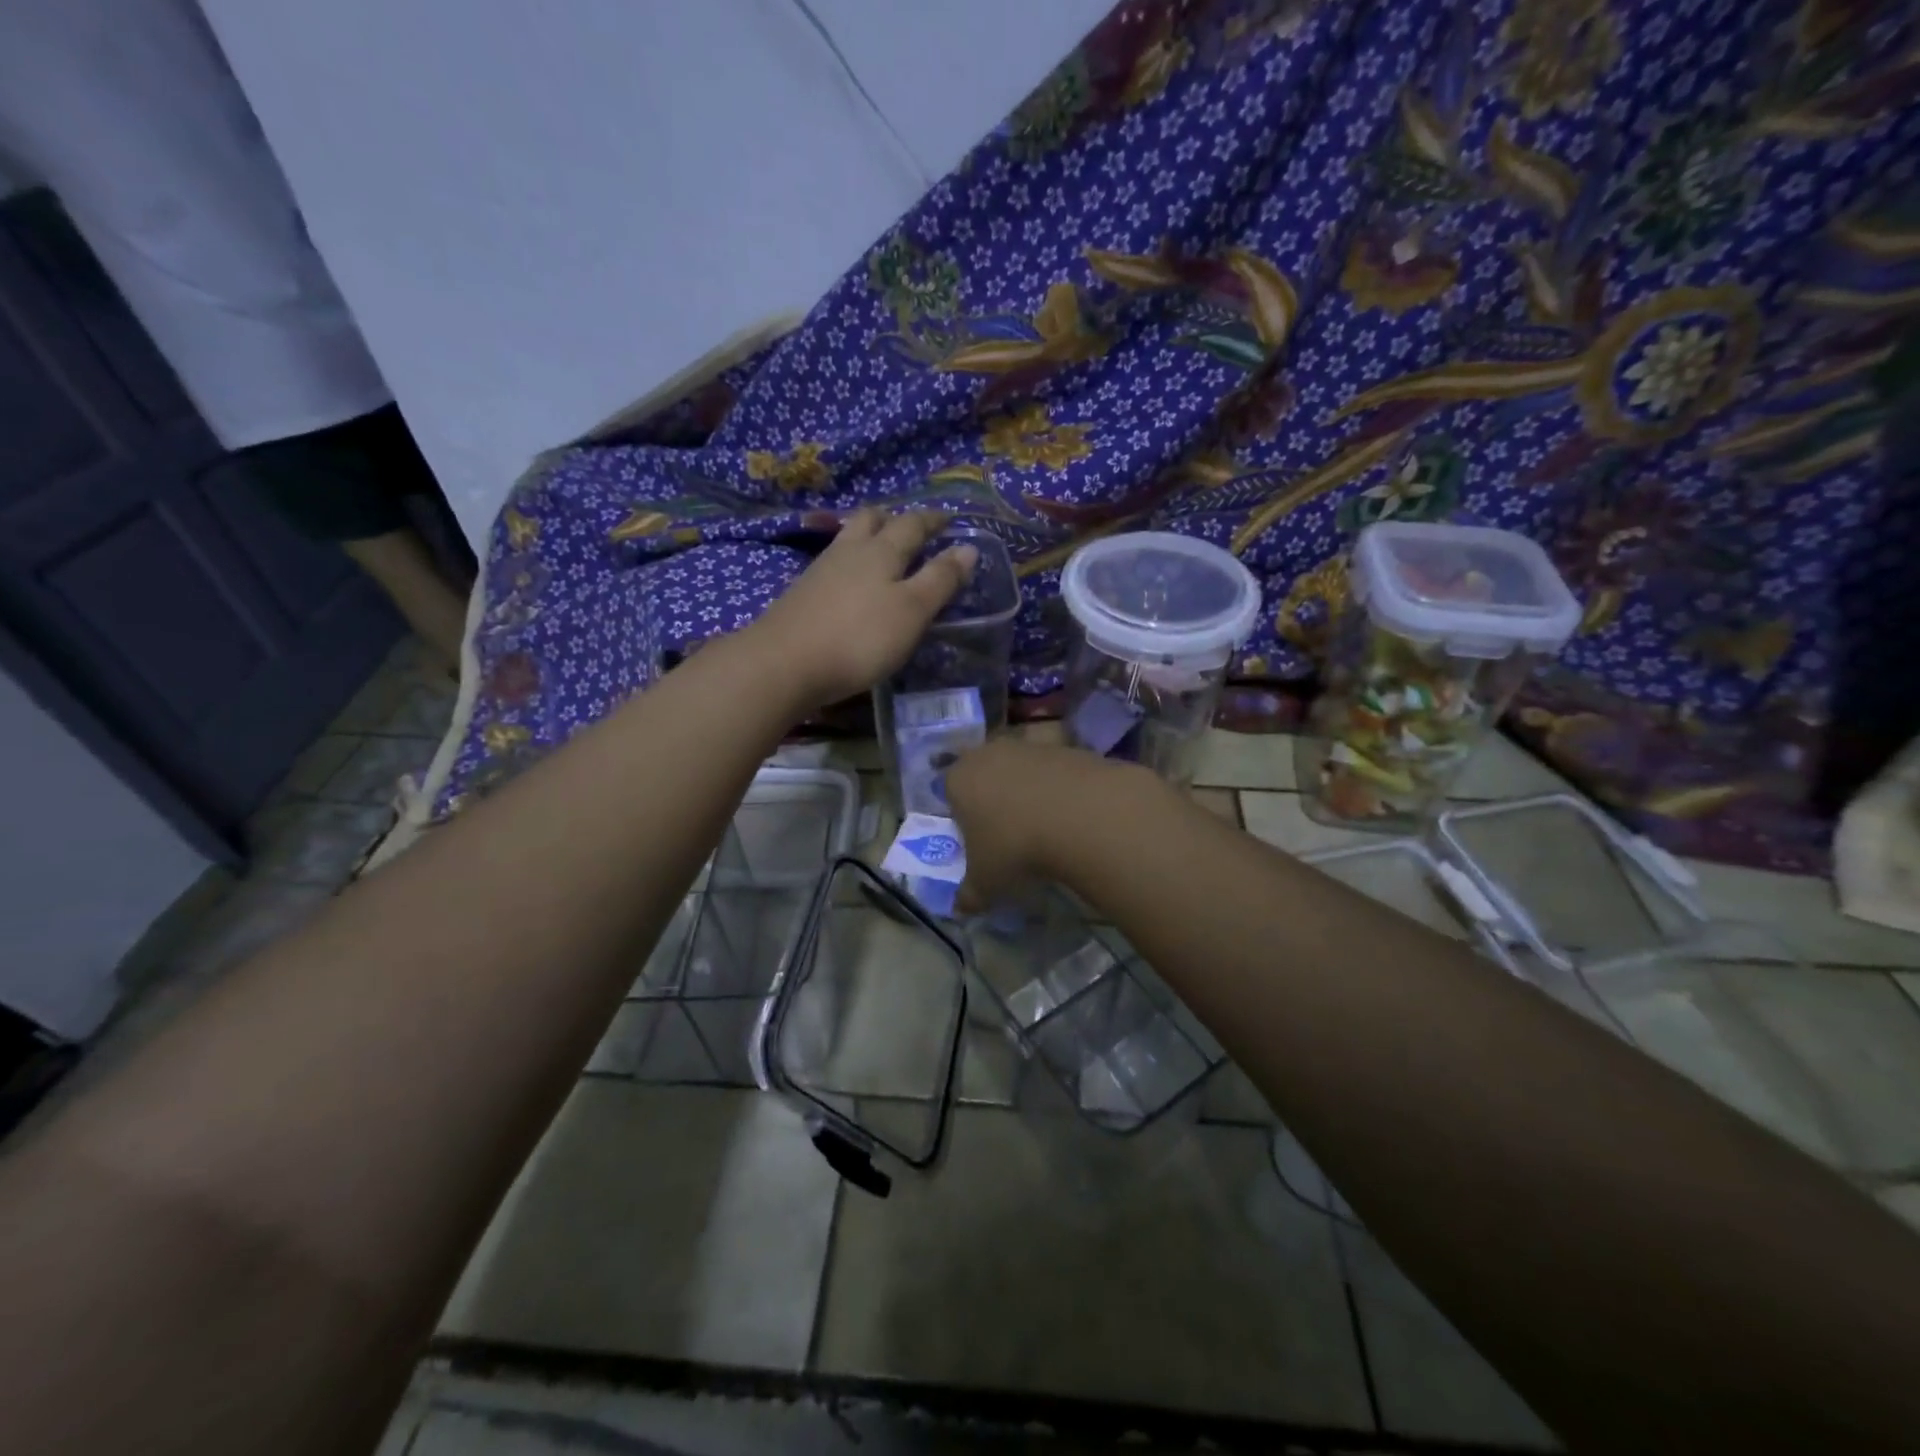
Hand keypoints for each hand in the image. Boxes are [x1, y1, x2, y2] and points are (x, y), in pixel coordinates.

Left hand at [751, 509, 977, 709]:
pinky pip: (832, 564)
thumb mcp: (912, 611)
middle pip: (871, 520)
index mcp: (881, 551)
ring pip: (848, 539)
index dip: (933, 520)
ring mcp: (819, 571)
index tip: (949, 519)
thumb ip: (940, 579)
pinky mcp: (801, 594)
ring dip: (868, 537)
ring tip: (882, 550)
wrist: (783, 664)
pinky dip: (849, 563)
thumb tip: (969, 547)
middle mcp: (849, 551)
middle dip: (893, 518)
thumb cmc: (859, 637)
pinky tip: (851, 583)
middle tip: (910, 527)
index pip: (912, 524)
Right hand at [946, 740, 1150, 911]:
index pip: (950, 791)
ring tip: (1046, 826)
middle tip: (1011, 833)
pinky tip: (1073, 814)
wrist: (1080, 815)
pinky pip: (1056, 769)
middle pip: (986, 773)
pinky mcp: (1068, 747)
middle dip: (995, 798)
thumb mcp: (986, 882)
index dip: (962, 817)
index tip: (980, 841)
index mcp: (959, 778)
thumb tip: (960, 907)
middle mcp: (990, 753)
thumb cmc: (1015, 846)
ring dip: (1029, 790)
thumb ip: (969, 895)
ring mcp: (1031, 746)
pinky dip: (1061, 787)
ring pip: (1022, 768)